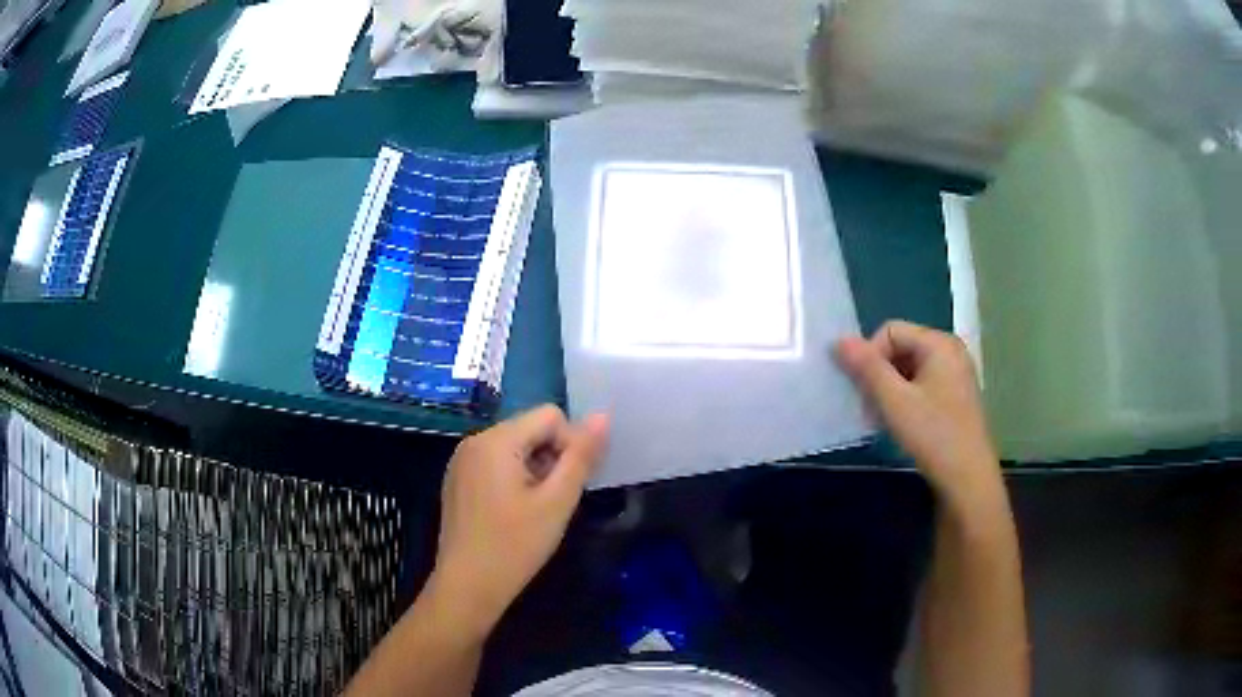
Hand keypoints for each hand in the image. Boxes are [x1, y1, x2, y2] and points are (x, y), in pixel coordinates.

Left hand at [430, 405, 608, 636]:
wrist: (467, 587)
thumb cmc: (515, 546)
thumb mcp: (556, 502)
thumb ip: (581, 456)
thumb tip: (603, 416)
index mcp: (496, 440)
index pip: (550, 416)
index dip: (570, 445)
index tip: (566, 486)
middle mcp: (474, 440)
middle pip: (530, 429)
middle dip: (551, 458)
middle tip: (552, 502)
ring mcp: (461, 461)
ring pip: (515, 447)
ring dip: (535, 470)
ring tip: (534, 510)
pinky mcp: (457, 480)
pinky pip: (496, 463)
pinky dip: (514, 479)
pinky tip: (514, 513)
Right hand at [835, 321, 1003, 512]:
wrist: (968, 480)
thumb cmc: (933, 436)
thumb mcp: (894, 402)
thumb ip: (867, 368)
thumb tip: (839, 340)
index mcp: (939, 343)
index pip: (890, 331)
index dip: (871, 356)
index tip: (864, 391)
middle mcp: (950, 351)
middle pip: (901, 348)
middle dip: (879, 374)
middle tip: (870, 409)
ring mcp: (956, 374)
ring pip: (909, 369)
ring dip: (890, 390)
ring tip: (883, 419)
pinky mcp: (956, 396)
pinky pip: (922, 385)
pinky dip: (906, 399)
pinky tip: (901, 424)